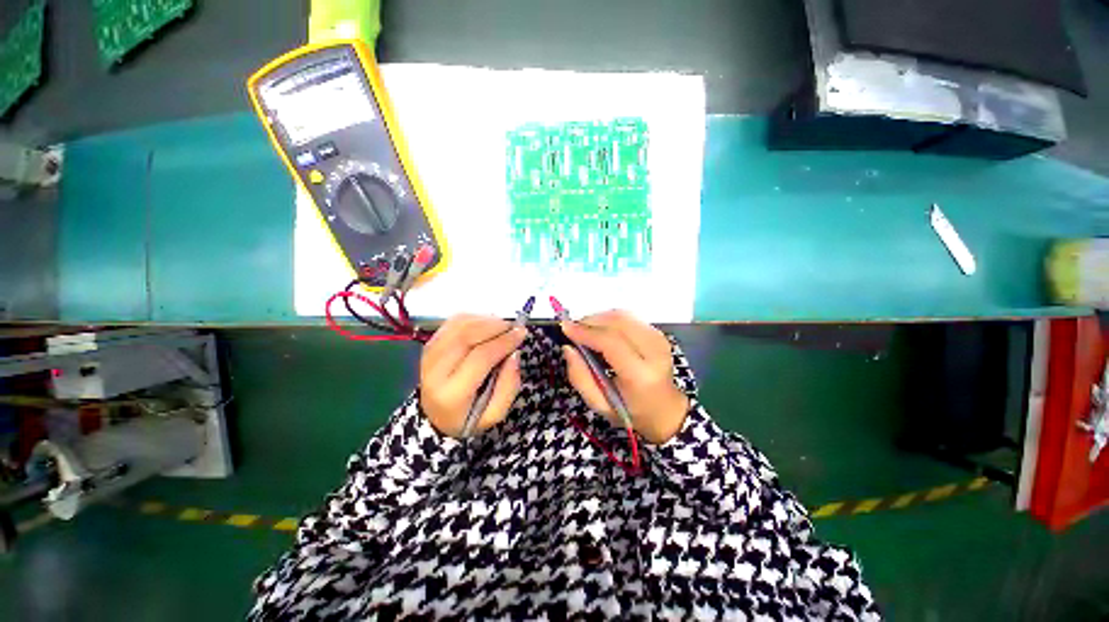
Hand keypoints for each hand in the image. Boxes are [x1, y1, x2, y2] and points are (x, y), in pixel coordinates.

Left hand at [420, 314, 526, 437]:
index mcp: (451, 394)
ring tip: (502, 326)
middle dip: (495, 326)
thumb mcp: (494, 414)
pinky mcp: (429, 344)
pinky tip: (486, 324)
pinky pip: (453, 322)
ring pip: (459, 325)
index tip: (522, 333)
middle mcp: (434, 371)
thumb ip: (509, 386)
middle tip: (513, 327)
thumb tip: (514, 354)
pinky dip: (474, 317)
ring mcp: (428, 355)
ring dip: (485, 320)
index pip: (480, 358)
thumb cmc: (469, 416)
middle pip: (467, 336)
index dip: (503, 342)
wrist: (435, 416)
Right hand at [561, 310, 689, 443]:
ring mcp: (659, 339)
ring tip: (585, 331)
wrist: (665, 410)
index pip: (611, 342)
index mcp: (641, 375)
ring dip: (599, 318)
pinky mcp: (658, 333)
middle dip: (590, 321)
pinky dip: (609, 320)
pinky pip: (628, 318)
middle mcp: (654, 352)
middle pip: (617, 323)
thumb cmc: (630, 411)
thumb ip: (580, 377)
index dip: (586, 332)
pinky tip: (601, 331)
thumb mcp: (599, 403)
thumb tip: (568, 347)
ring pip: (622, 316)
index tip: (565, 327)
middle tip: (573, 329)